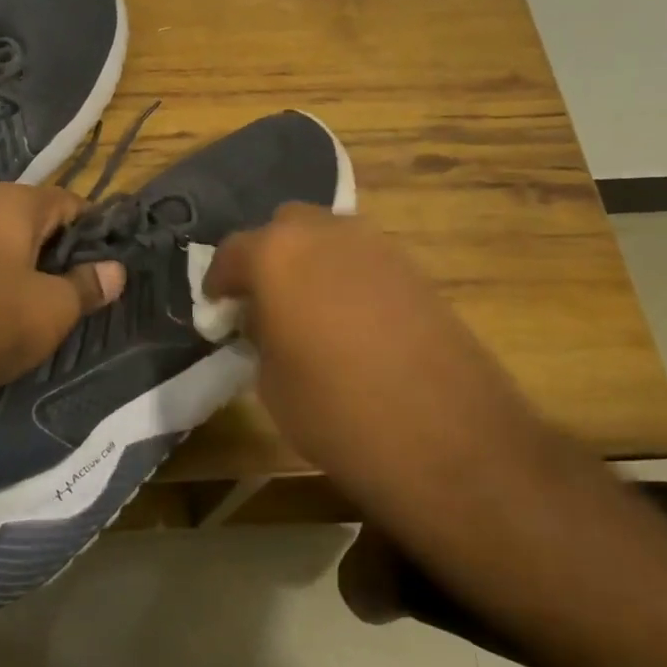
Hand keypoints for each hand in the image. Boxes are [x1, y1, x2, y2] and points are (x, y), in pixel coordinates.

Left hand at [0, 183, 124, 417]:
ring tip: (49, 300)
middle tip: (84, 284)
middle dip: (62, 248)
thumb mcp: (54, 309)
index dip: (95, 229)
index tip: (111, 260)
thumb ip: (88, 284)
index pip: (69, 202)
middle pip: (35, 218)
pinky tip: (6, 308)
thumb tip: (116, 270)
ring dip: (30, 264)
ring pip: (4, 240)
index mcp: (12, 203)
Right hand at [204, 205, 540, 505]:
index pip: (232, 252)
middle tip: (264, 301)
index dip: (219, 282)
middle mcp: (325, 233)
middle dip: (268, 257)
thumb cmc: (337, 412)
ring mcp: (377, 246)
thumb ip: (259, 335)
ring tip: (308, 310)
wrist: (449, 438)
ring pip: (328, 237)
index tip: (217, 309)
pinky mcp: (416, 269)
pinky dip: (347, 277)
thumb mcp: (271, 382)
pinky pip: (364, 260)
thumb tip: (264, 320)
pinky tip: (350, 320)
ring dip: (310, 263)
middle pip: (284, 228)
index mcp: (277, 254)